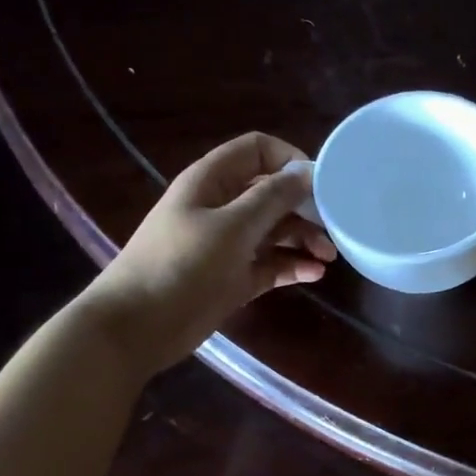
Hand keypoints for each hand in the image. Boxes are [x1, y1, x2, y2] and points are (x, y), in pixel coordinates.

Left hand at [83, 132, 337, 373]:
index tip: (323, 184)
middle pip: (272, 194)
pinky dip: (292, 267)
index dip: (291, 160)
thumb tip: (305, 172)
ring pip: (275, 232)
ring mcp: (228, 245)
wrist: (139, 325)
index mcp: (213, 181)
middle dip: (304, 207)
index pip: (257, 151)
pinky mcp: (234, 279)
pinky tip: (314, 275)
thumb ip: (271, 198)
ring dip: (303, 240)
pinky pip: (270, 265)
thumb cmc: (183, 266)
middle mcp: (222, 208)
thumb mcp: (232, 227)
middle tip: (335, 228)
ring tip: (329, 258)